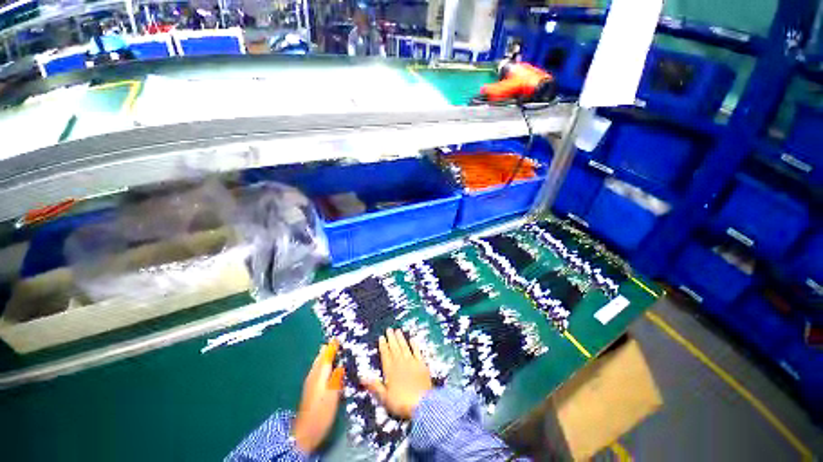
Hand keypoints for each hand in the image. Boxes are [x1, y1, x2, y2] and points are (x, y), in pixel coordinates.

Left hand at [292, 339, 343, 453]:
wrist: (305, 432)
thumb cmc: (321, 412)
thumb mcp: (333, 394)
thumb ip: (336, 378)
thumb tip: (340, 364)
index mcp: (320, 374)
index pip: (327, 357)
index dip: (332, 347)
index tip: (338, 337)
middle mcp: (314, 376)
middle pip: (320, 359)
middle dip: (326, 350)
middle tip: (333, 341)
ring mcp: (310, 383)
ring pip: (317, 364)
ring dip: (323, 356)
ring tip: (328, 350)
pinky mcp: (310, 390)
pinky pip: (316, 370)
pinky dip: (321, 364)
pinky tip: (323, 367)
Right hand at [362, 328, 432, 418]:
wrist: (422, 404)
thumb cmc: (401, 403)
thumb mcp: (384, 397)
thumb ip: (374, 386)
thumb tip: (362, 377)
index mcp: (390, 370)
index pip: (385, 354)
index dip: (383, 345)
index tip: (381, 337)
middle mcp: (400, 362)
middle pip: (395, 347)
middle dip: (391, 338)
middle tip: (389, 329)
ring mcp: (411, 362)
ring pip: (404, 347)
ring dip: (401, 338)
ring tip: (398, 330)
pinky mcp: (421, 364)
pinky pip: (417, 351)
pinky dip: (414, 345)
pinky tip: (412, 339)